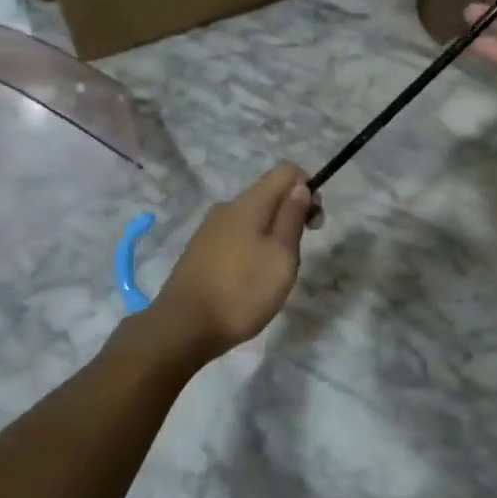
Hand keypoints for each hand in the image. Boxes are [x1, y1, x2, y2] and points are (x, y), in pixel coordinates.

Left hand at [149, 164, 316, 361]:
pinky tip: (249, 280)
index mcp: (249, 203)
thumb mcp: (281, 256)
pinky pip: (236, 235)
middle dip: (290, 214)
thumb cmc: (241, 291)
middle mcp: (228, 207)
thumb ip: (292, 217)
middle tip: (296, 255)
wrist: (182, 327)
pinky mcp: (200, 250)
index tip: (313, 223)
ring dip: (272, 234)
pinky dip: (252, 247)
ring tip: (273, 273)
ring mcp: (210, 228)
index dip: (307, 188)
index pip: (286, 170)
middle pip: (269, 194)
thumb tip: (300, 186)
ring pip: (253, 217)